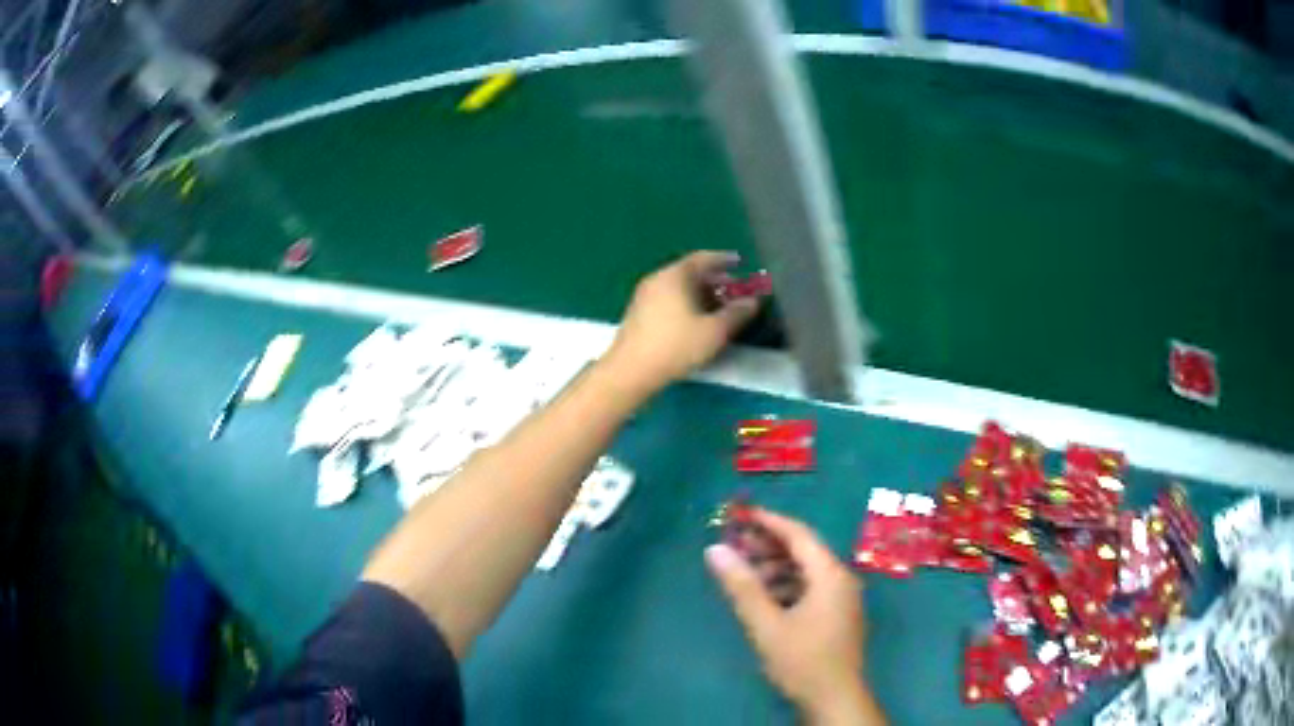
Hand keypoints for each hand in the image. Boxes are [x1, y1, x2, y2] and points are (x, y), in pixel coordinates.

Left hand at [603, 251, 758, 395]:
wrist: (630, 371)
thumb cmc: (676, 346)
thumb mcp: (714, 332)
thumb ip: (736, 314)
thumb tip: (752, 302)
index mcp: (675, 275)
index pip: (703, 258)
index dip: (724, 260)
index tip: (740, 263)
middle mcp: (657, 279)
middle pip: (690, 272)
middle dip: (715, 280)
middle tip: (734, 290)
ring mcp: (644, 296)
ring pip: (678, 287)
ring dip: (700, 294)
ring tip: (719, 309)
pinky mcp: (638, 313)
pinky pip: (668, 299)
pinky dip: (686, 303)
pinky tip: (696, 321)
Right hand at [706, 510, 880, 723]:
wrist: (834, 699)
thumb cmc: (802, 660)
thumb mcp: (766, 625)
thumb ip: (742, 587)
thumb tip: (715, 550)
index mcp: (830, 575)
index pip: (799, 534)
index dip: (769, 522)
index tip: (740, 515)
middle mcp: (841, 580)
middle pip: (804, 550)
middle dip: (769, 545)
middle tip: (735, 544)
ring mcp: (842, 598)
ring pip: (807, 571)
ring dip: (776, 567)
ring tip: (744, 572)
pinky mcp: (837, 615)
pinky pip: (811, 588)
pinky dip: (786, 585)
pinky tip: (764, 598)